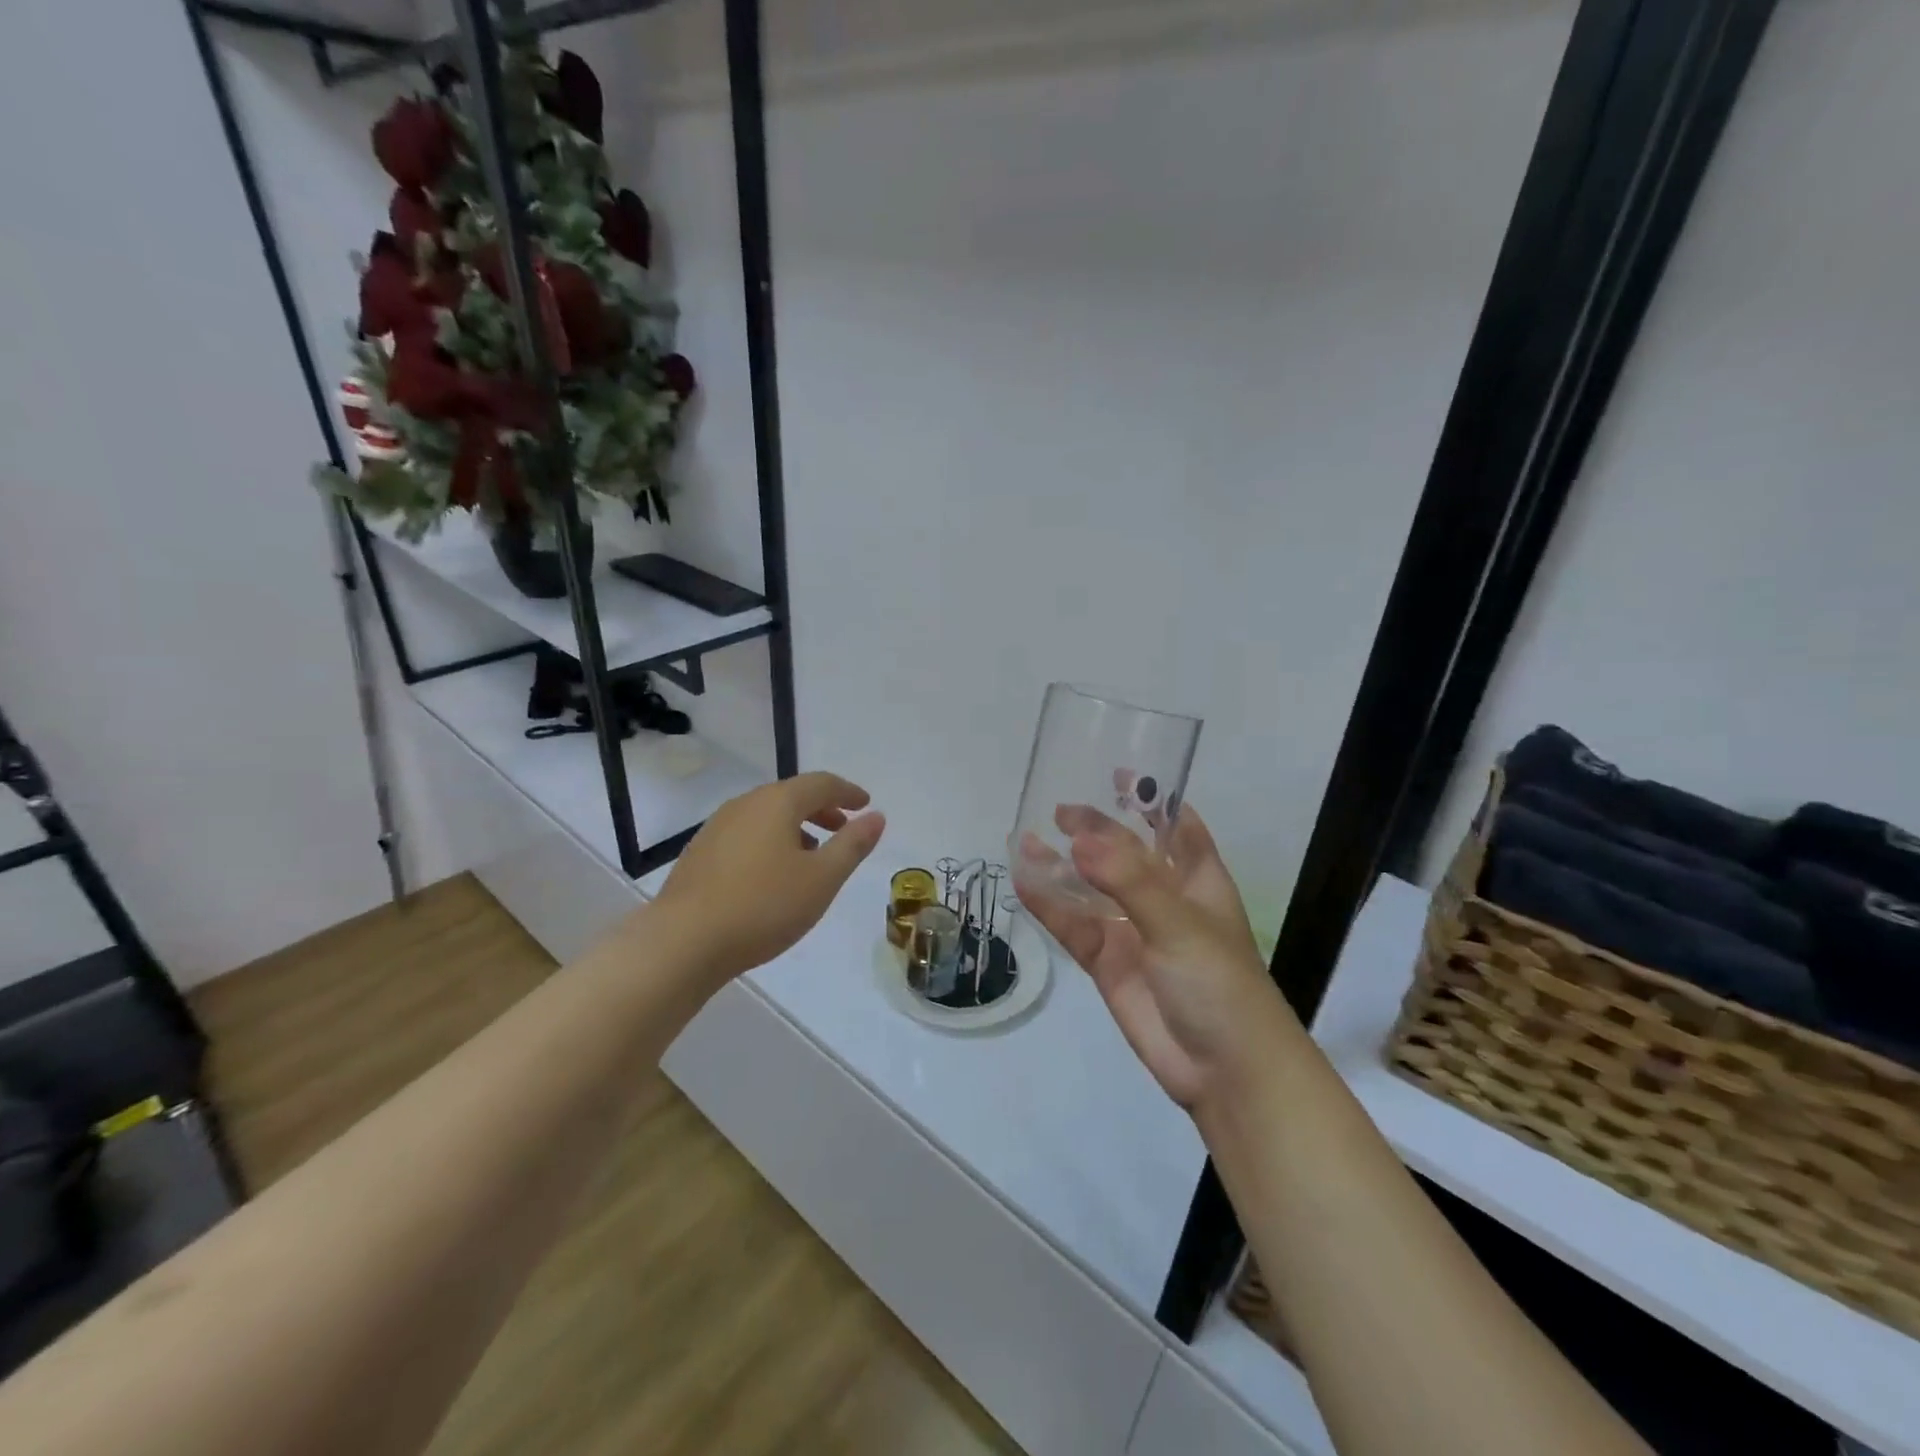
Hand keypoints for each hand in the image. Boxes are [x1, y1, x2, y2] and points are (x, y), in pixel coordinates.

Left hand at [653, 772, 885, 982]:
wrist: (683, 942)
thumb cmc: (763, 906)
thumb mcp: (822, 879)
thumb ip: (852, 844)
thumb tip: (876, 816)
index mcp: (777, 802)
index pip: (821, 783)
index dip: (848, 792)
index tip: (865, 804)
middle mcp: (745, 804)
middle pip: (791, 796)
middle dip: (822, 809)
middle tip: (843, 828)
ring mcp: (717, 827)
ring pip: (767, 816)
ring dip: (796, 827)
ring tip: (812, 856)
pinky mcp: (700, 853)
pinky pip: (746, 834)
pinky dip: (770, 842)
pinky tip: (773, 875)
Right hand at [1015, 803, 1292, 1112]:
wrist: (1224, 1069)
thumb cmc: (1219, 982)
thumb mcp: (1179, 923)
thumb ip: (1128, 881)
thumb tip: (1078, 841)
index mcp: (1197, 879)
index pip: (1176, 826)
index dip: (1153, 799)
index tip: (1120, 773)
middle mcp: (1164, 899)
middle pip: (1124, 853)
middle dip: (1096, 830)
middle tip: (1060, 810)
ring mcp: (1133, 931)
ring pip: (1091, 889)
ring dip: (1062, 866)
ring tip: (1026, 839)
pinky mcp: (1108, 963)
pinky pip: (1074, 926)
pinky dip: (1049, 906)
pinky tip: (1024, 882)